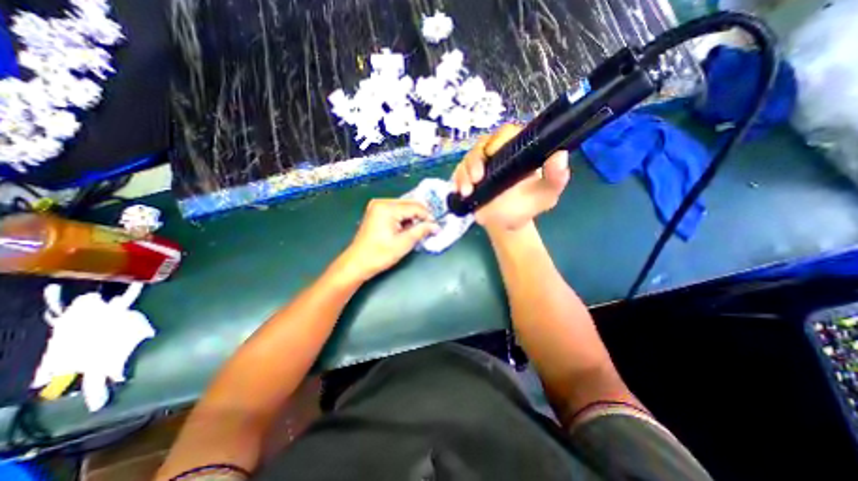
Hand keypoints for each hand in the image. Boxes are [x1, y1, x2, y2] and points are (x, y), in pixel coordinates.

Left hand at [340, 199, 437, 281]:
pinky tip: (406, 228)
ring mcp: (377, 206)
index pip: (414, 207)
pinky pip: (395, 210)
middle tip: (429, 228)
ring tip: (417, 230)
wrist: (357, 263)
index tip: (436, 227)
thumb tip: (436, 226)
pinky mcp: (375, 212)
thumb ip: (421, 231)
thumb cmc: (380, 255)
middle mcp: (381, 202)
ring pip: (403, 207)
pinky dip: (403, 218)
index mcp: (387, 208)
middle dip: (420, 216)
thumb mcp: (404, 243)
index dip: (427, 216)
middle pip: (409, 204)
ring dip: (412, 217)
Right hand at [449, 123, 567, 231]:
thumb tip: (560, 156)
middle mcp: (497, 155)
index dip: (499, 139)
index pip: (507, 133)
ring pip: (467, 158)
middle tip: (477, 178)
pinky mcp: (468, 177)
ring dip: (465, 173)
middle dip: (476, 160)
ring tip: (468, 191)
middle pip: (482, 144)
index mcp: (518, 152)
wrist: (505, 225)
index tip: (493, 153)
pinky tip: (460, 192)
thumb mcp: (545, 196)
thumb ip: (555, 179)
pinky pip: (458, 173)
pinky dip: (457, 181)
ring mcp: (480, 166)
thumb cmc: (526, 207)